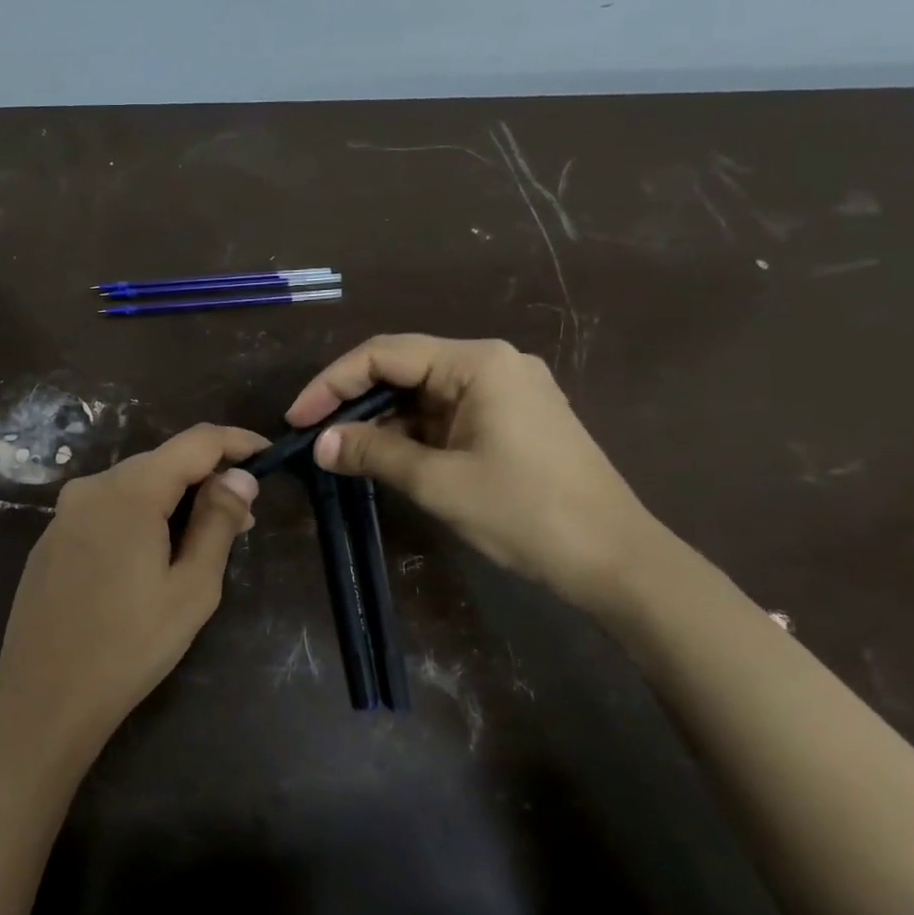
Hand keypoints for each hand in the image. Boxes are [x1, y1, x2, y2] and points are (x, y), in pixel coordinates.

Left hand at [0, 423, 266, 768]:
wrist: (44, 699)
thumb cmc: (130, 646)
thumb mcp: (192, 587)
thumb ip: (218, 522)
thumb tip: (240, 476)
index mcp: (130, 490)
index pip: (196, 442)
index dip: (237, 442)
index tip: (268, 456)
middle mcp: (92, 487)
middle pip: (162, 462)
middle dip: (207, 479)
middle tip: (243, 518)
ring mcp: (65, 512)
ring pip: (134, 486)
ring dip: (174, 501)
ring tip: (204, 541)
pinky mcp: (51, 538)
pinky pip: (107, 510)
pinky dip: (140, 517)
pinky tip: (152, 558)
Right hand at [286, 334, 659, 610]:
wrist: (615, 560)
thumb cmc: (525, 513)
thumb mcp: (438, 482)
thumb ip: (373, 454)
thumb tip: (319, 444)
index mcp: (477, 363)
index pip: (384, 354)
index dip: (332, 383)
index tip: (297, 419)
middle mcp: (491, 364)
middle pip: (403, 369)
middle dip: (353, 401)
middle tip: (313, 437)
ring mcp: (505, 391)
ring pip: (422, 395)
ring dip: (381, 421)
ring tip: (341, 453)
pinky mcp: (511, 420)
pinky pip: (445, 415)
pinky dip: (410, 434)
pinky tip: (385, 458)